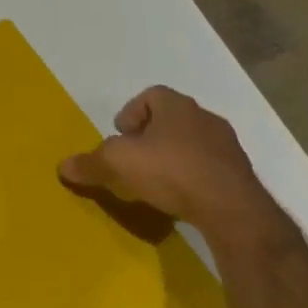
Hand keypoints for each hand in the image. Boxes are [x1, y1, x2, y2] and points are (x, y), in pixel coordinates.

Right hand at [59, 86, 288, 249]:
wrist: (234, 212)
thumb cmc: (171, 171)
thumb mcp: (118, 165)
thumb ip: (90, 163)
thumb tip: (63, 167)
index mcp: (175, 105)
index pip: (150, 96)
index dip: (131, 113)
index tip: (121, 135)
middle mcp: (204, 118)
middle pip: (172, 119)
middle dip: (153, 135)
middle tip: (137, 157)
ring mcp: (229, 148)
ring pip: (194, 144)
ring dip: (177, 157)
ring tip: (161, 181)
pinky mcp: (244, 178)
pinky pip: (213, 170)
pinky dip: (198, 179)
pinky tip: (186, 199)